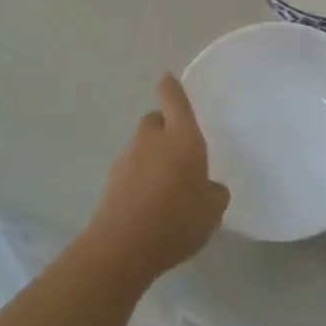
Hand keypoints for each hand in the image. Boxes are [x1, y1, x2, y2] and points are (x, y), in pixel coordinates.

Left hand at [87, 74, 228, 279]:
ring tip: (166, 184)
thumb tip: (209, 187)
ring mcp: (127, 160)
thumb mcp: (213, 209)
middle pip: (154, 120)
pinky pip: (130, 171)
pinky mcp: (111, 183)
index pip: (174, 100)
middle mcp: (151, 140)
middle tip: (178, 148)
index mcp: (182, 137)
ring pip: (141, 146)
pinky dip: (139, 178)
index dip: (171, 87)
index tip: (167, 78)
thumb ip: (214, 192)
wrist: (122, 247)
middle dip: (164, 127)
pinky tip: (149, 203)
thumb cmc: (177, 219)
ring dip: (151, 156)